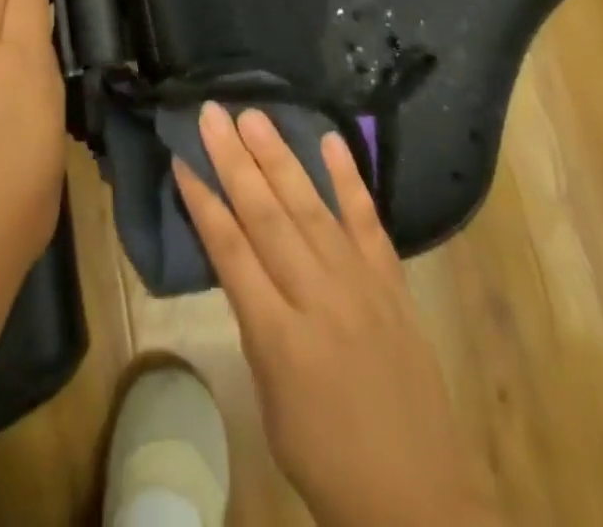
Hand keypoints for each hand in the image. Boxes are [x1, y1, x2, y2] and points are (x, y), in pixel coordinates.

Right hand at [176, 103, 494, 526]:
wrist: (419, 497)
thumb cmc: (327, 458)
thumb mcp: (270, 401)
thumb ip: (256, 324)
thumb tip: (242, 261)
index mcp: (279, 338)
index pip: (231, 253)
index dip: (203, 203)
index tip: (182, 159)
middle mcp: (318, 299)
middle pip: (267, 216)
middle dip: (235, 161)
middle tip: (213, 113)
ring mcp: (360, 284)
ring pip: (311, 207)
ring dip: (279, 157)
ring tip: (254, 116)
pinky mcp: (392, 282)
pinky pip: (367, 221)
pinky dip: (349, 178)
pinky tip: (329, 140)